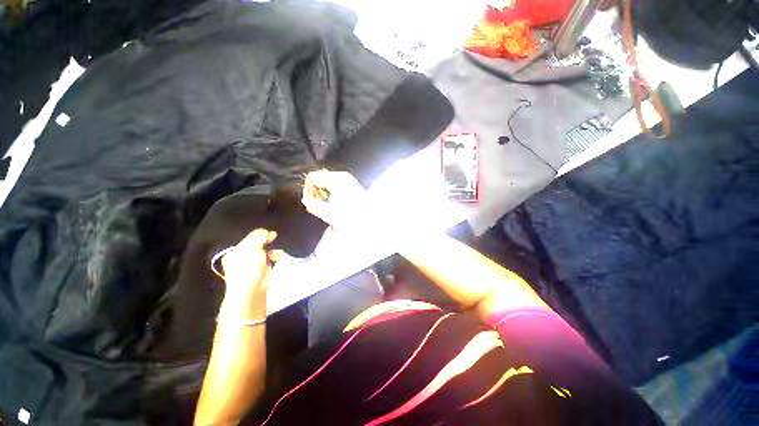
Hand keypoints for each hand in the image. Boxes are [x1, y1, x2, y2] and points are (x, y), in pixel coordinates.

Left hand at [220, 229, 284, 303]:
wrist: (251, 291)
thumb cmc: (248, 269)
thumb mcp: (251, 248)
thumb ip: (259, 237)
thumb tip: (268, 232)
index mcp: (235, 252)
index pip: (249, 239)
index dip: (260, 236)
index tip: (270, 235)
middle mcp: (243, 258)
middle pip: (258, 245)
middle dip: (268, 244)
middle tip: (274, 243)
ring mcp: (253, 266)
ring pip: (266, 253)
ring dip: (274, 252)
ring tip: (280, 254)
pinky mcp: (262, 271)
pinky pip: (271, 260)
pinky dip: (276, 258)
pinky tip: (280, 258)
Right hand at [301, 170, 367, 230]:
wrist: (371, 220)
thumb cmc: (350, 217)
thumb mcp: (329, 213)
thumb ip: (313, 204)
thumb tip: (306, 200)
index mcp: (336, 179)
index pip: (312, 177)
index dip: (307, 190)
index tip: (309, 202)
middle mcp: (342, 175)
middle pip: (320, 178)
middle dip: (315, 192)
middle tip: (317, 206)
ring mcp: (348, 179)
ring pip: (327, 182)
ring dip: (323, 193)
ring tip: (326, 207)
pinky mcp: (352, 185)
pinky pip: (335, 185)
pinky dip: (331, 193)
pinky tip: (335, 204)